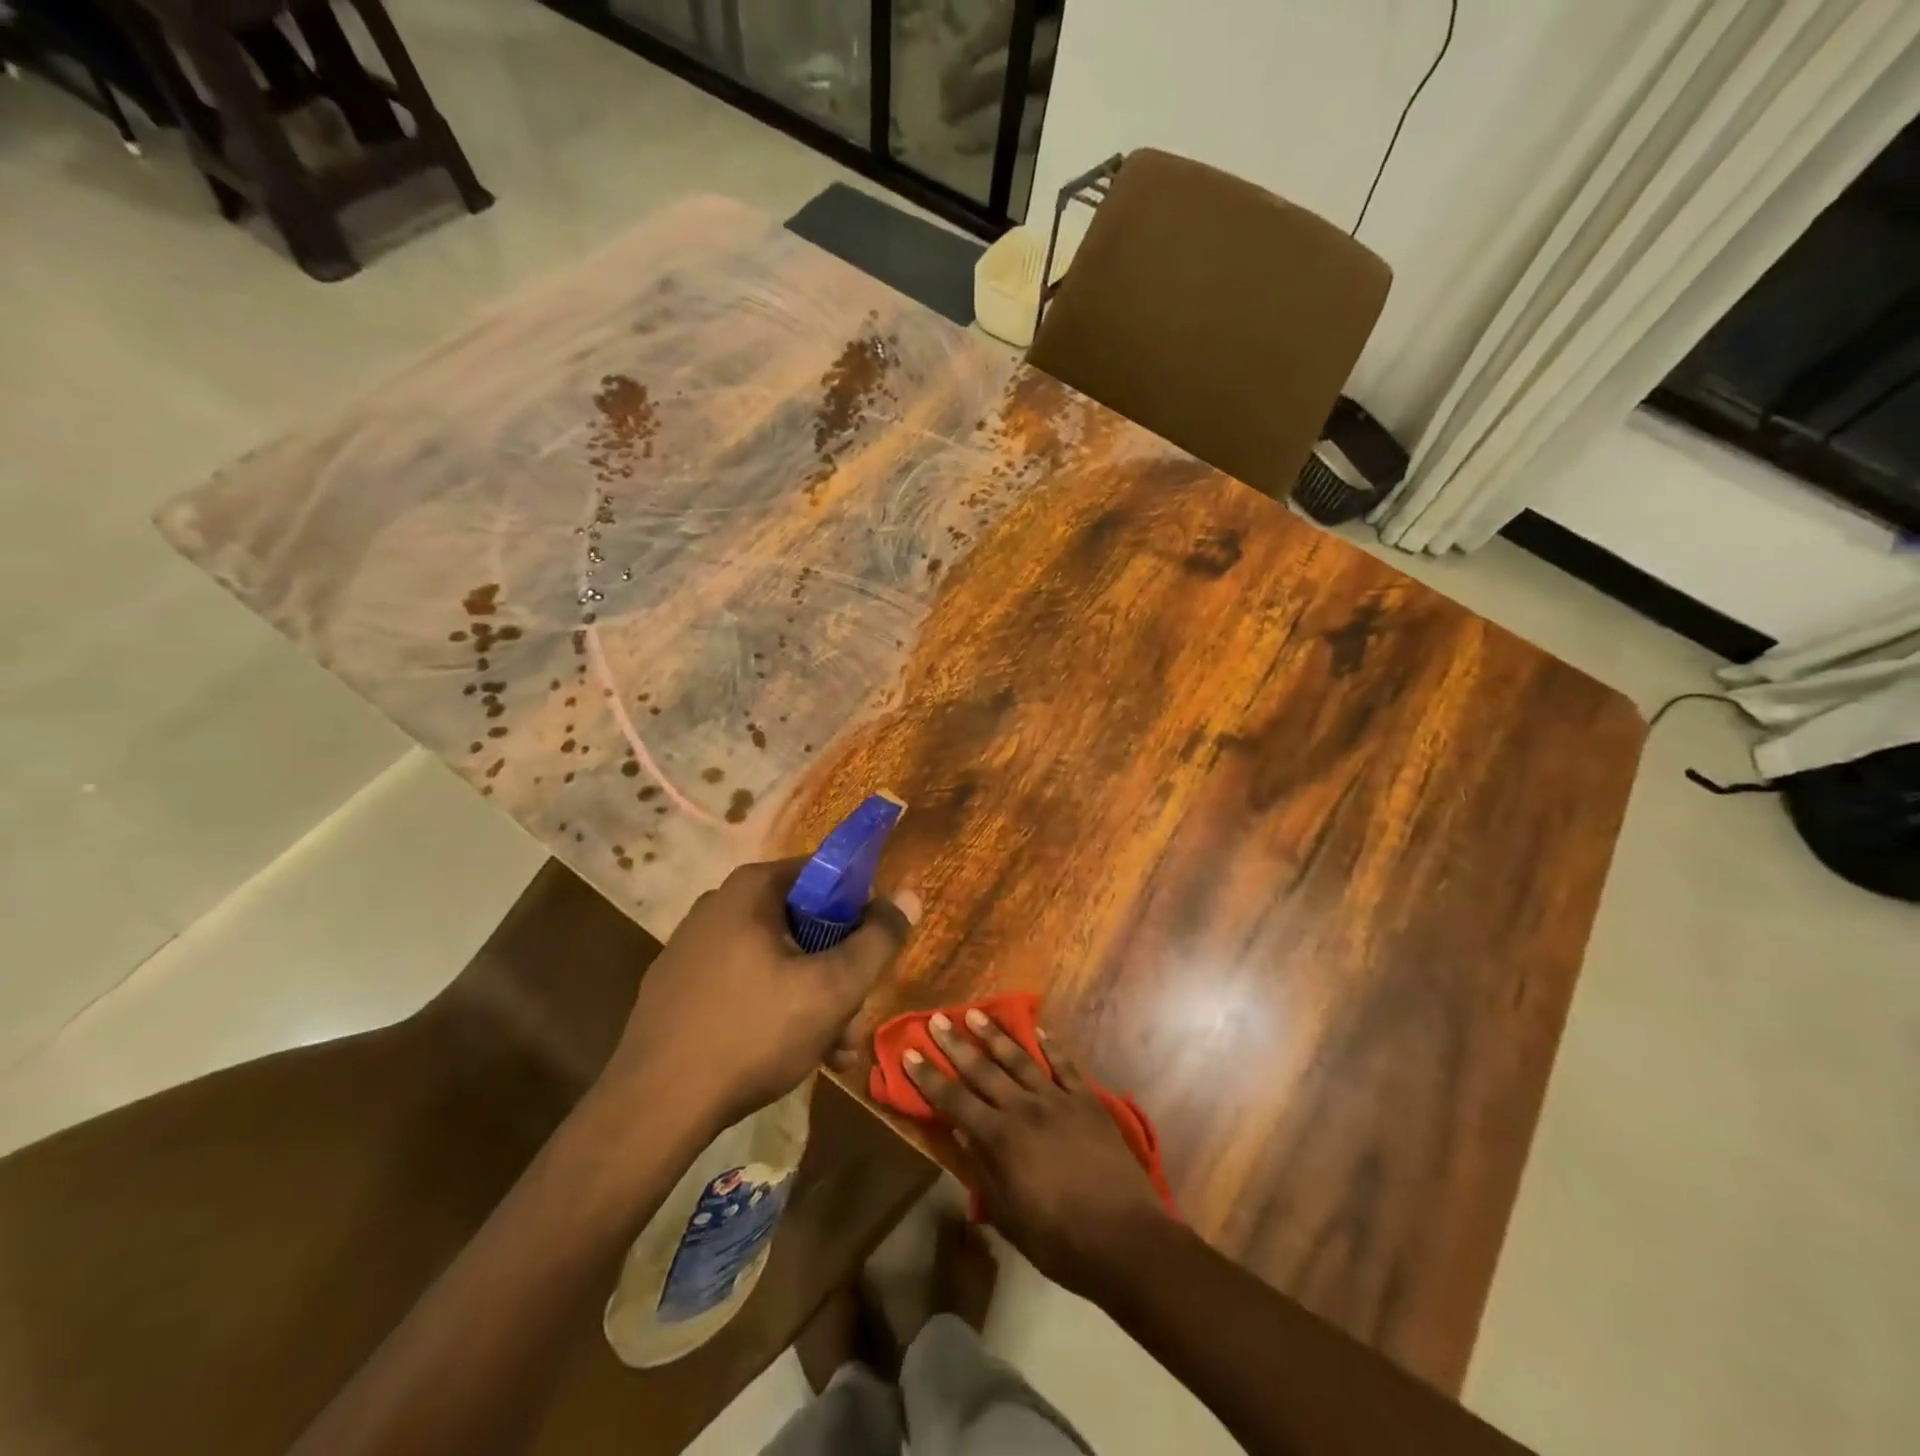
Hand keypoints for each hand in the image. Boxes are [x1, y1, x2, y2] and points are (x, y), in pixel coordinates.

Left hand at [600, 859, 918, 1132]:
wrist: (653, 1108)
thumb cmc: (753, 1032)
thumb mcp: (833, 988)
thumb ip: (878, 940)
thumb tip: (908, 896)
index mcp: (752, 889)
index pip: (826, 875)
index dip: (860, 911)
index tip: (872, 955)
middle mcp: (720, 905)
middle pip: (805, 924)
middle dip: (839, 973)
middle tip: (854, 1022)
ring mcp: (694, 947)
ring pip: (778, 960)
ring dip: (815, 1000)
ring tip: (834, 1054)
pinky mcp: (679, 987)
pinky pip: (746, 983)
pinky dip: (776, 1010)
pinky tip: (794, 1055)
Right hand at [904, 1011, 1172, 1299]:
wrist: (1123, 1238)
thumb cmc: (1059, 1239)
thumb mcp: (1008, 1215)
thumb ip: (982, 1170)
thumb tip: (961, 1133)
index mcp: (1000, 1139)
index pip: (954, 1101)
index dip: (929, 1077)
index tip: (910, 1053)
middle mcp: (1024, 1109)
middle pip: (983, 1070)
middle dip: (956, 1044)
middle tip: (938, 1019)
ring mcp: (1058, 1099)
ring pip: (1019, 1058)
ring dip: (995, 1034)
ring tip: (976, 1013)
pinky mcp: (1086, 1100)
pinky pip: (1063, 1065)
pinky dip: (1049, 1045)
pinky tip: (1036, 1029)